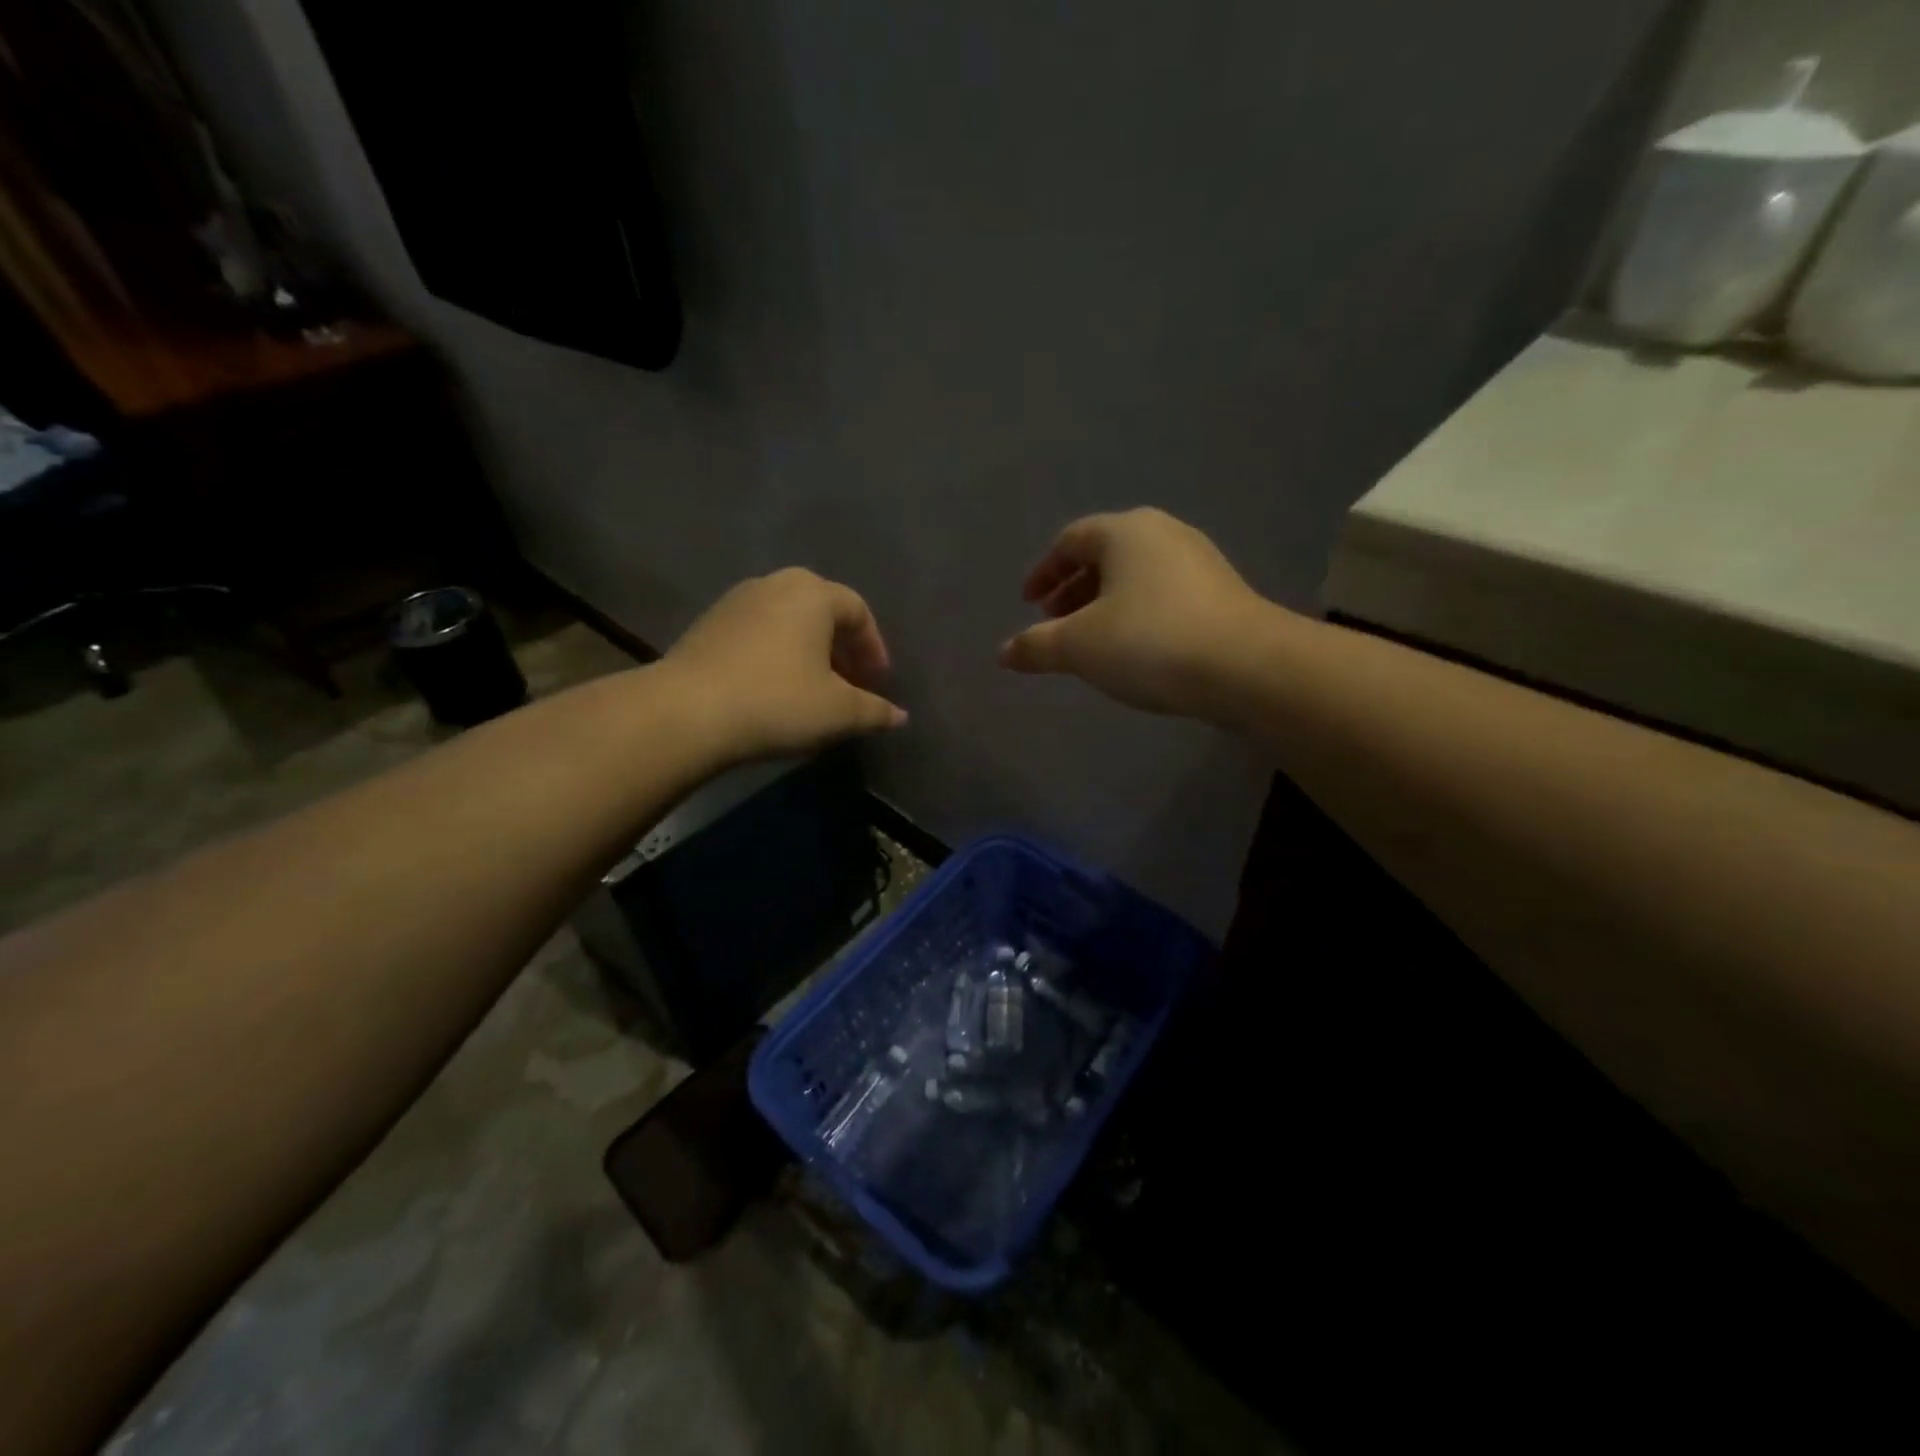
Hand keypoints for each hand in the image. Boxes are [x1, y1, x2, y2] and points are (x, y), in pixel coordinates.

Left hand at [665, 568, 906, 759]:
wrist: (686, 712)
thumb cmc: (776, 702)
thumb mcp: (838, 712)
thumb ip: (875, 711)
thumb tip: (900, 716)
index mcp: (813, 594)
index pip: (858, 611)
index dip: (874, 647)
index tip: (877, 682)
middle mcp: (775, 584)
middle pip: (822, 609)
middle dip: (841, 646)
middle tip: (849, 681)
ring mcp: (736, 601)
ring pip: (787, 619)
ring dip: (808, 649)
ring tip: (812, 687)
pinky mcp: (707, 624)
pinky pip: (757, 631)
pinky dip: (776, 653)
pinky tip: (773, 687)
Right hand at [1000, 508, 1272, 717]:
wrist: (1246, 667)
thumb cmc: (1150, 642)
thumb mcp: (1079, 646)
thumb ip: (1036, 646)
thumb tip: (1004, 653)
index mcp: (1125, 532)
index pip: (1071, 541)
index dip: (1044, 572)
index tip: (1029, 603)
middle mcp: (1163, 534)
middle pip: (1104, 556)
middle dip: (1073, 590)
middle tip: (1054, 624)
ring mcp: (1198, 560)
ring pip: (1135, 576)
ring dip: (1104, 604)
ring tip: (1090, 642)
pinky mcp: (1221, 591)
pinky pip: (1163, 594)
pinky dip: (1136, 614)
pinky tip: (1134, 649)